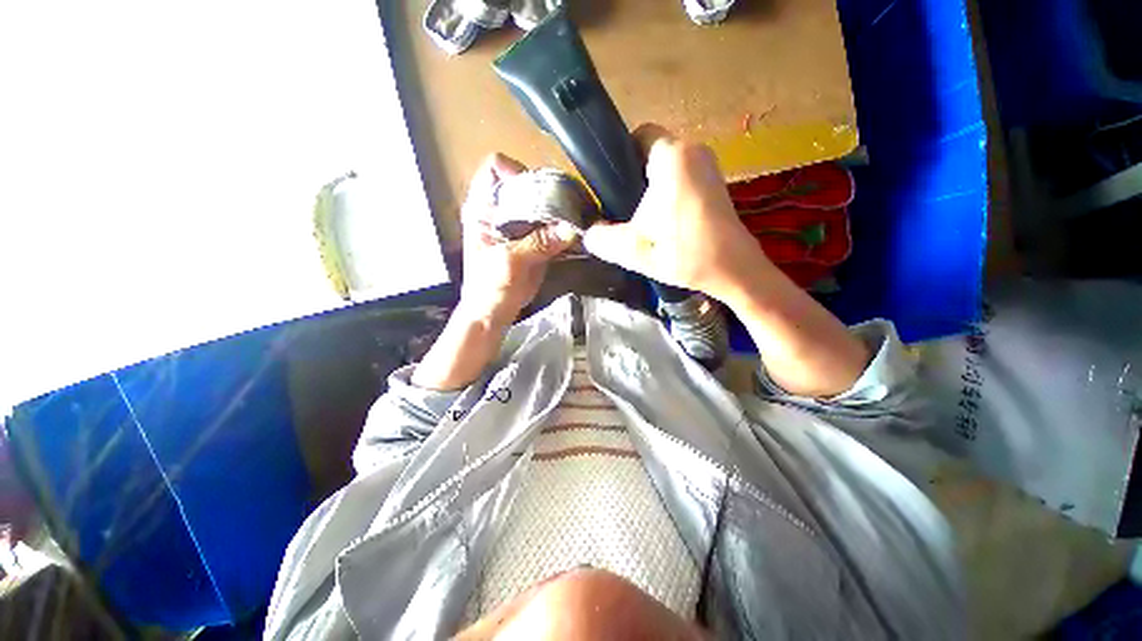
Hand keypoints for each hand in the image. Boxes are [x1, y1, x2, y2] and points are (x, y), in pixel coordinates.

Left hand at [459, 153, 578, 325]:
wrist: (493, 312)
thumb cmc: (489, 286)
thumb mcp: (510, 261)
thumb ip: (538, 243)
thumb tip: (570, 229)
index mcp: (483, 208)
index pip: (494, 168)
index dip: (515, 170)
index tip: (536, 189)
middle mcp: (501, 211)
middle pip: (525, 185)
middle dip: (546, 191)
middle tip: (566, 205)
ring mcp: (518, 225)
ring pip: (540, 205)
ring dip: (558, 210)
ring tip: (575, 218)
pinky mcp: (533, 240)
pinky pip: (550, 226)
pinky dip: (563, 228)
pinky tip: (574, 234)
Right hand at [582, 124, 772, 303]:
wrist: (733, 269)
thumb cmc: (683, 253)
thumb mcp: (633, 250)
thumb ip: (602, 239)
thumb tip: (589, 233)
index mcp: (672, 157)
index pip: (638, 135)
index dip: (621, 157)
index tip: (613, 186)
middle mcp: (694, 151)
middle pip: (652, 153)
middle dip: (635, 178)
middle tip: (626, 210)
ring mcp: (709, 165)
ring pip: (667, 167)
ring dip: (652, 188)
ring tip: (645, 220)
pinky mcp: (716, 182)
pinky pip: (682, 177)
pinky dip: (669, 193)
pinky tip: (666, 222)